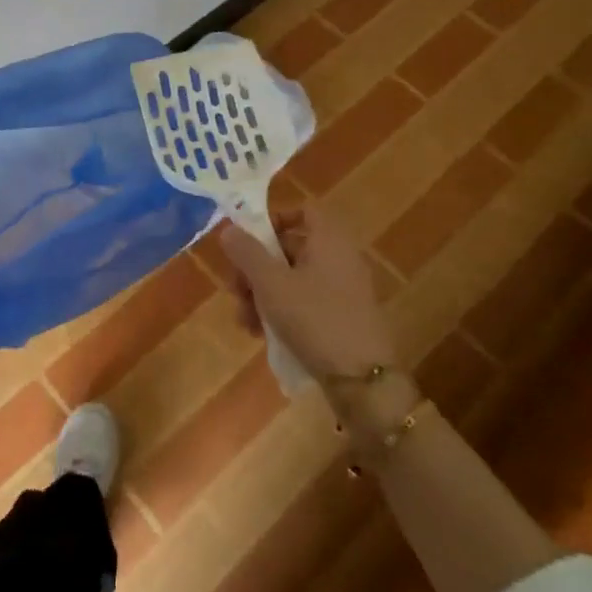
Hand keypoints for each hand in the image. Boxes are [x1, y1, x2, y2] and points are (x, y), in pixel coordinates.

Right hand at [218, 205, 398, 382]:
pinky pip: (306, 302)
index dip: (274, 219)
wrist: (363, 381)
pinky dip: (282, 310)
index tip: (248, 240)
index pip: (304, 210)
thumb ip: (247, 253)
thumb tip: (228, 228)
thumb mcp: (271, 284)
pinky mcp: (343, 317)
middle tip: (235, 289)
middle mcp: (340, 258)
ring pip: (293, 278)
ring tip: (244, 320)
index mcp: (329, 241)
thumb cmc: (314, 320)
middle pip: (291, 247)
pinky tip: (261, 333)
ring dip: (262, 293)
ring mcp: (343, 290)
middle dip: (256, 267)